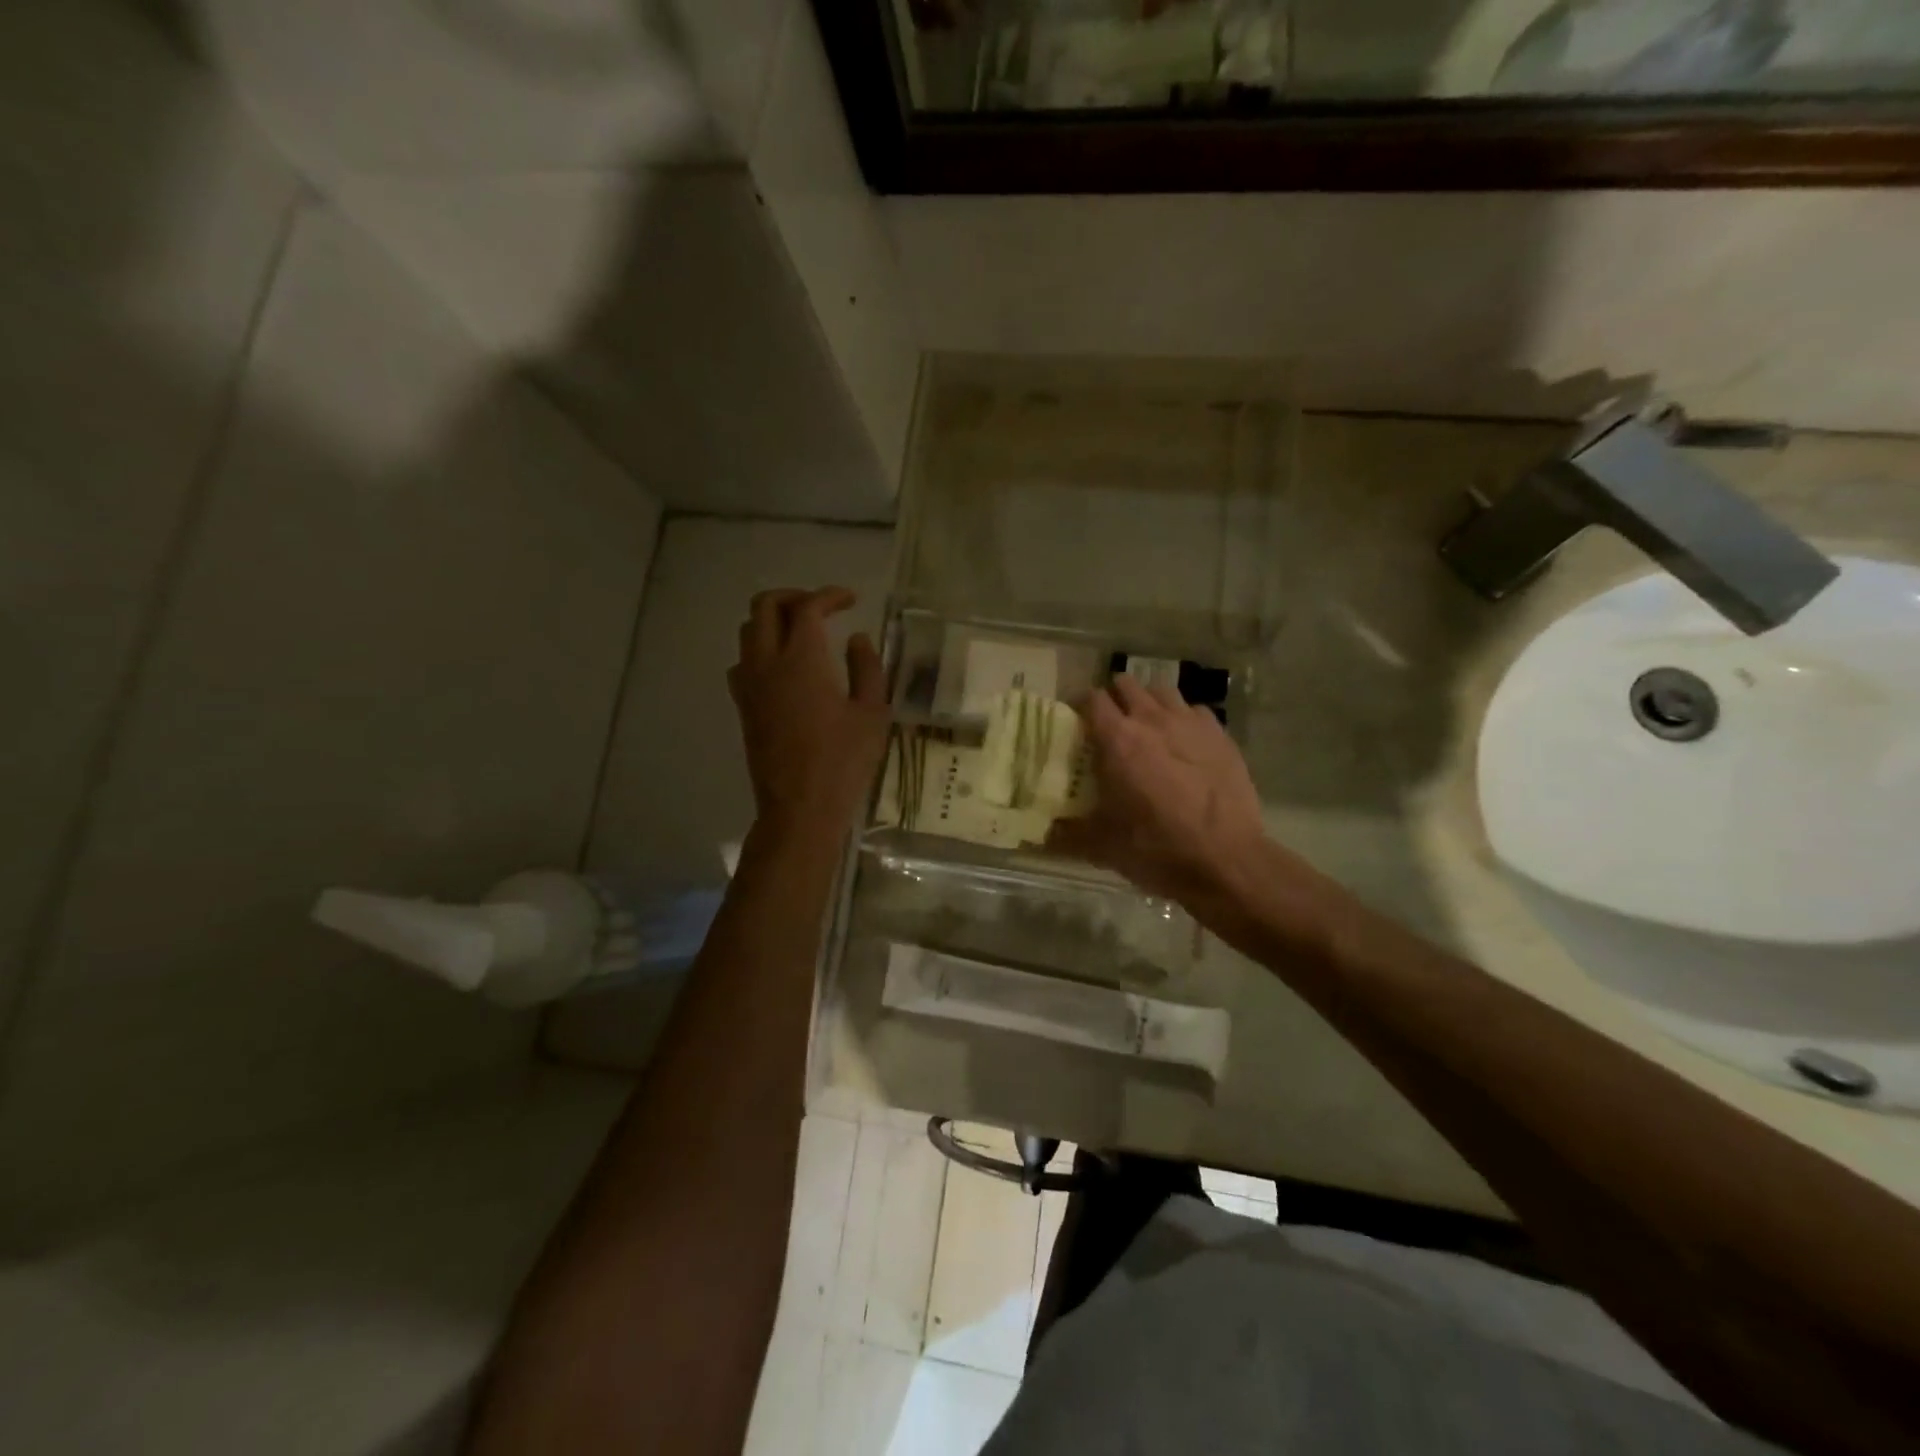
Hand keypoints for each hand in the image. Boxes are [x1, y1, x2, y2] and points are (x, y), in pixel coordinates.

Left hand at [729, 587, 888, 838]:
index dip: (829, 596)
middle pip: (765, 606)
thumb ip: (867, 669)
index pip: (807, 607)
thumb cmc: (843, 762)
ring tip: (803, 633)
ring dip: (774, 621)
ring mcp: (749, 686)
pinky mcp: (743, 707)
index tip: (851, 600)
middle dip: (793, 597)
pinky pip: (743, 661)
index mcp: (802, 660)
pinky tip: (783, 668)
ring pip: (749, 632)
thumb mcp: (873, 714)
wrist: (800, 808)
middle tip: (822, 608)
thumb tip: (856, 640)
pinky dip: (761, 649)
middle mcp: (767, 664)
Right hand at [1050, 676, 1269, 906]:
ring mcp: (1190, 723)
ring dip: (1149, 703)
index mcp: (1117, 740)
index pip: (1091, 699)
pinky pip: (1195, 711)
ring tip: (1148, 727)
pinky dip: (1184, 719)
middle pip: (1126, 684)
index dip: (1081, 707)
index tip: (1078, 723)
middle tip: (1111, 725)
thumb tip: (1042, 833)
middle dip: (1115, 698)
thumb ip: (1067, 834)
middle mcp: (1152, 720)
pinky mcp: (1220, 734)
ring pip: (1162, 691)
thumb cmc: (1156, 848)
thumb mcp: (1102, 846)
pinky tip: (1184, 743)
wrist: (1226, 860)